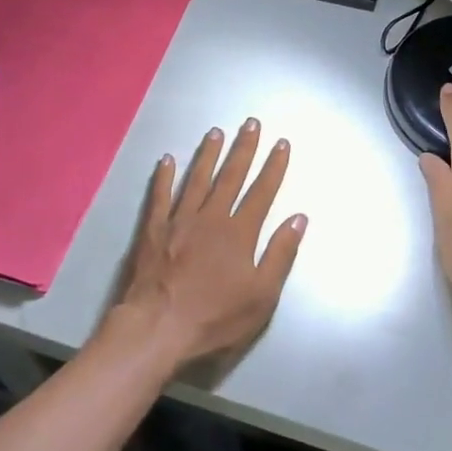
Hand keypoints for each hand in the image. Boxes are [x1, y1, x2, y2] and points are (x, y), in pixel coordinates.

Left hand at [109, 118, 307, 370]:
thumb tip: (298, 218)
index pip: (262, 192)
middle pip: (230, 176)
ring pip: (196, 179)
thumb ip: (280, 254)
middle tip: (251, 123)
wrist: (158, 327)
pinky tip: (166, 160)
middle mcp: (210, 218)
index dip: (274, 167)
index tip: (281, 143)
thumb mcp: (261, 296)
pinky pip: (160, 196)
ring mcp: (179, 221)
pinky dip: (164, 177)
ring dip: (208, 155)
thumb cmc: (215, 317)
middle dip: (244, 148)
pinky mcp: (153, 230)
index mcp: (239, 233)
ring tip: (216, 132)